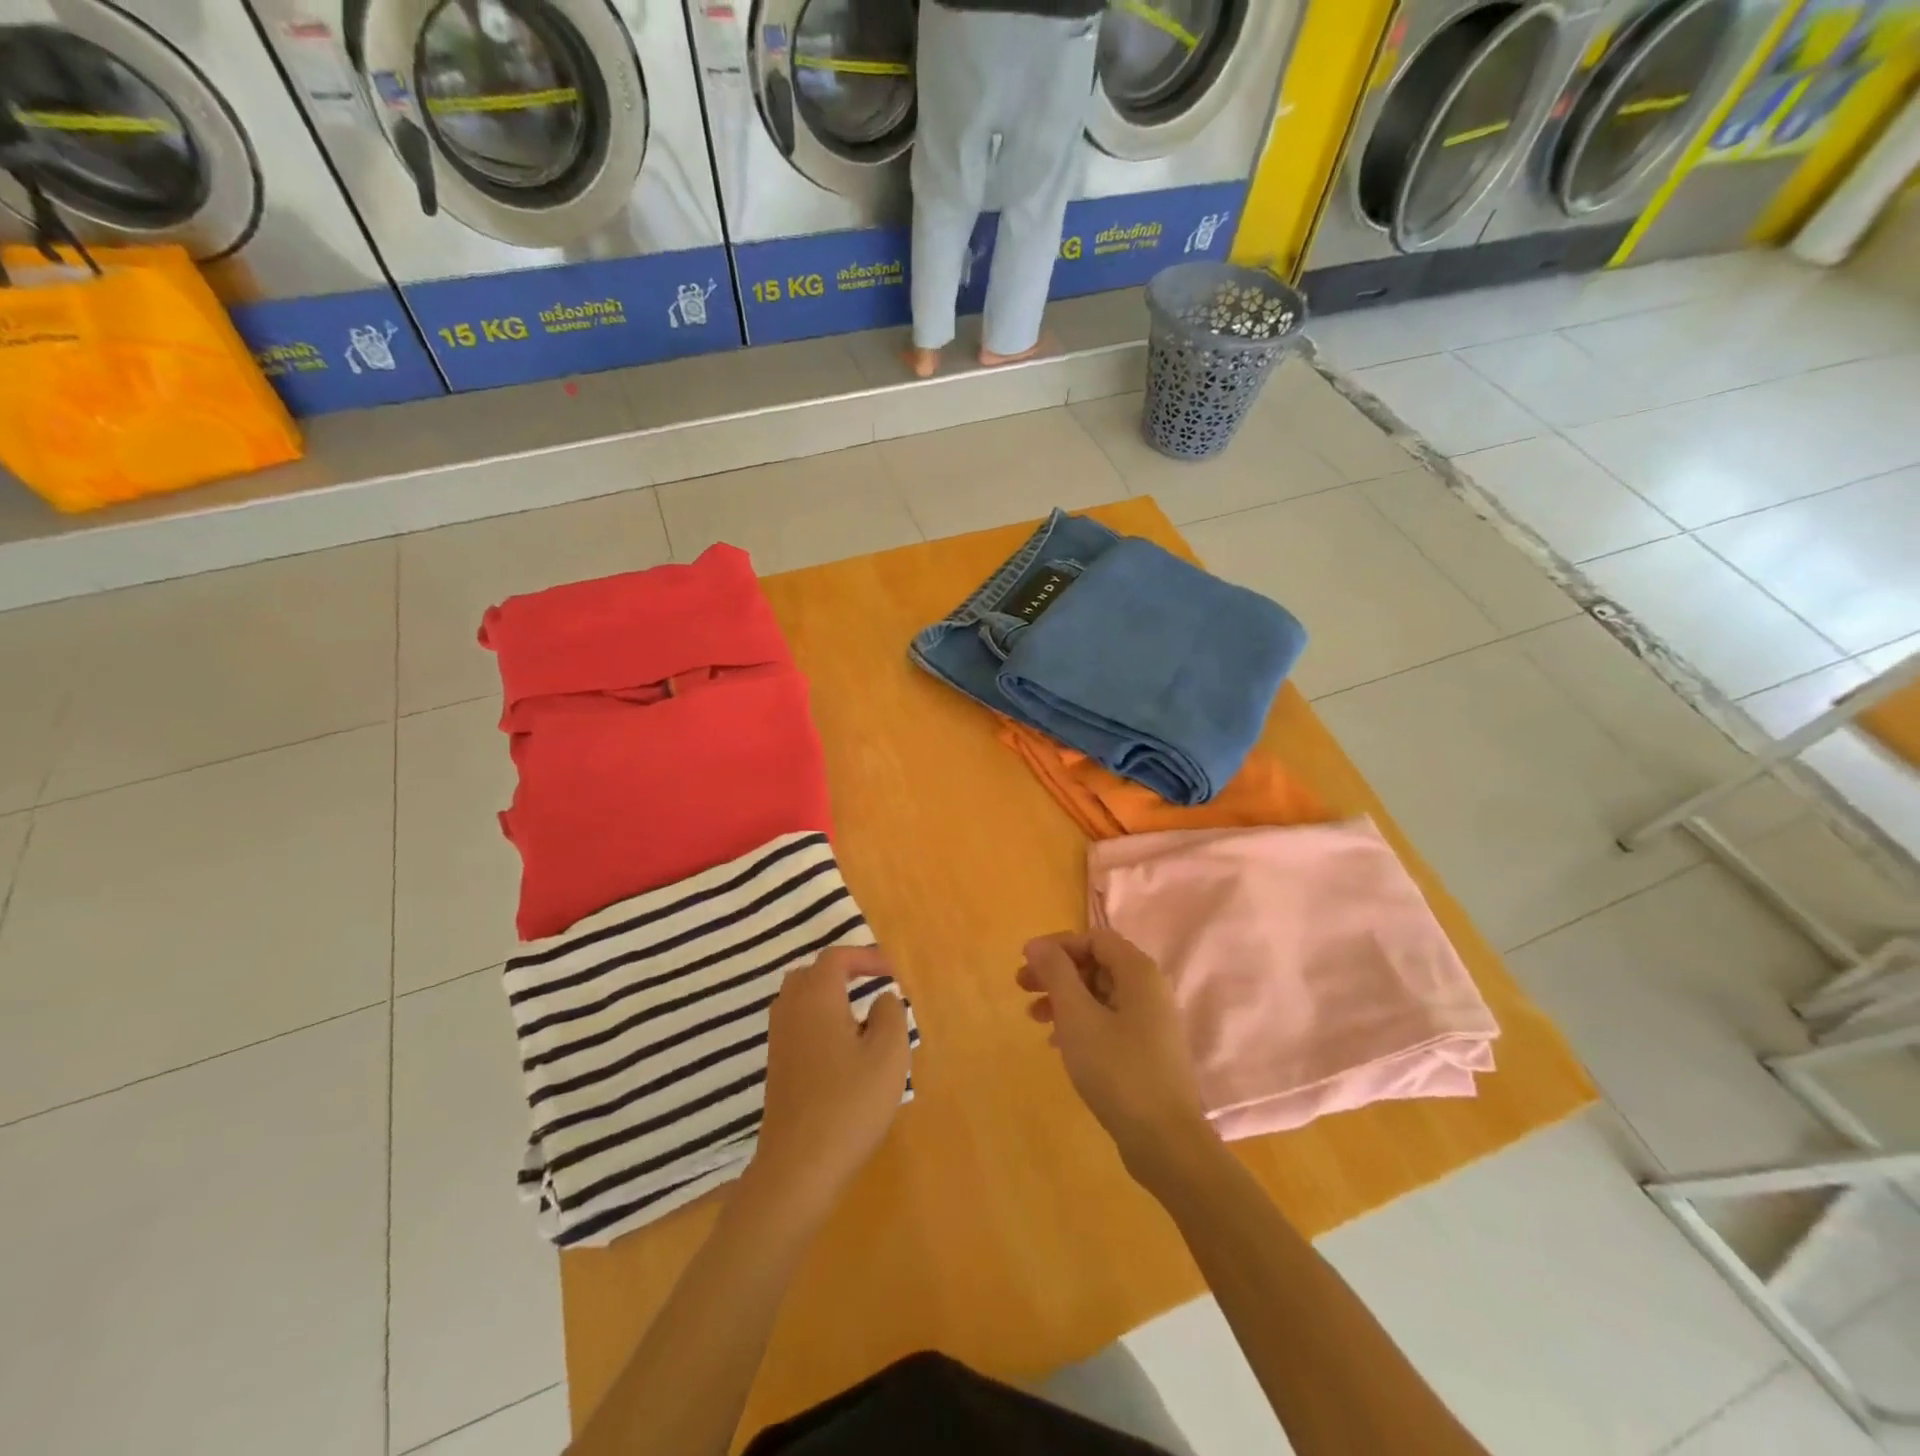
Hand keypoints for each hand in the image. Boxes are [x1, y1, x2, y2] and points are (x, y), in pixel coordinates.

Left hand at [748, 945, 910, 1220]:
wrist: (799, 1167)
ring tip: (861, 1016)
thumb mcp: (889, 1054)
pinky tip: (843, 1050)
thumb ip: (891, 1014)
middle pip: (811, 974)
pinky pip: (797, 1026)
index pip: (836, 957)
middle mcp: (791, 1011)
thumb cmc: (849, 1103)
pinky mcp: (777, 1069)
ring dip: (829, 997)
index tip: (892, 973)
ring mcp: (778, 1041)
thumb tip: (883, 998)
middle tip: (872, 985)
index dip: (866, 957)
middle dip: (843, 972)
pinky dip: (819, 1022)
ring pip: (800, 1000)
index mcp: (816, 998)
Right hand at [1018, 930, 1216, 1184]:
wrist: (1165, 1141)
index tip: (1026, 962)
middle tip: (1022, 987)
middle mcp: (1150, 989)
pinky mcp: (1148, 1049)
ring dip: (1065, 998)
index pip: (1094, 938)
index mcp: (1139, 972)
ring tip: (1034, 1017)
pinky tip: (1058, 1043)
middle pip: (1097, 964)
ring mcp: (1152, 1021)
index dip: (1058, 945)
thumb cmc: (1117, 1070)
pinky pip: (1109, 1020)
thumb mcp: (1077, 1016)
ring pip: (1100, 994)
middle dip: (1057, 972)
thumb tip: (1037, 944)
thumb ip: (1056, 973)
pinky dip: (1081, 1022)